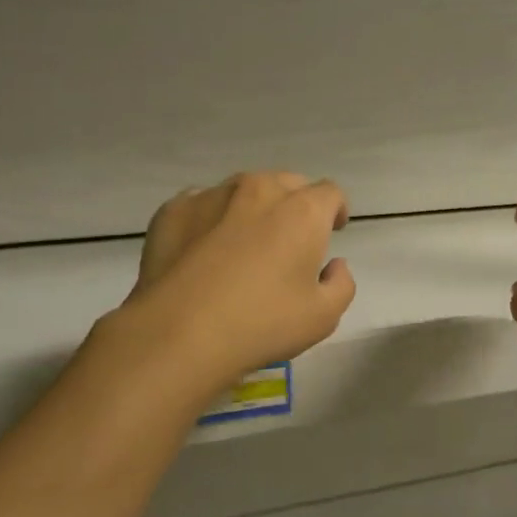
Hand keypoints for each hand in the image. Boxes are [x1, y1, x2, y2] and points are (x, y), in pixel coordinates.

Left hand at [119, 172, 356, 382]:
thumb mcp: (323, 317)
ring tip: (242, 244)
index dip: (335, 210)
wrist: (178, 332)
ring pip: (243, 190)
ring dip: (252, 209)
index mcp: (302, 211)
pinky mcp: (174, 209)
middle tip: (289, 240)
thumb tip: (335, 265)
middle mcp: (260, 190)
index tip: (333, 230)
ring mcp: (213, 195)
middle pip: (288, 183)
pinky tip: (203, 251)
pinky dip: (211, 220)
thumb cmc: (261, 323)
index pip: (330, 193)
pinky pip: (203, 205)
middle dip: (295, 205)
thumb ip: (341, 284)